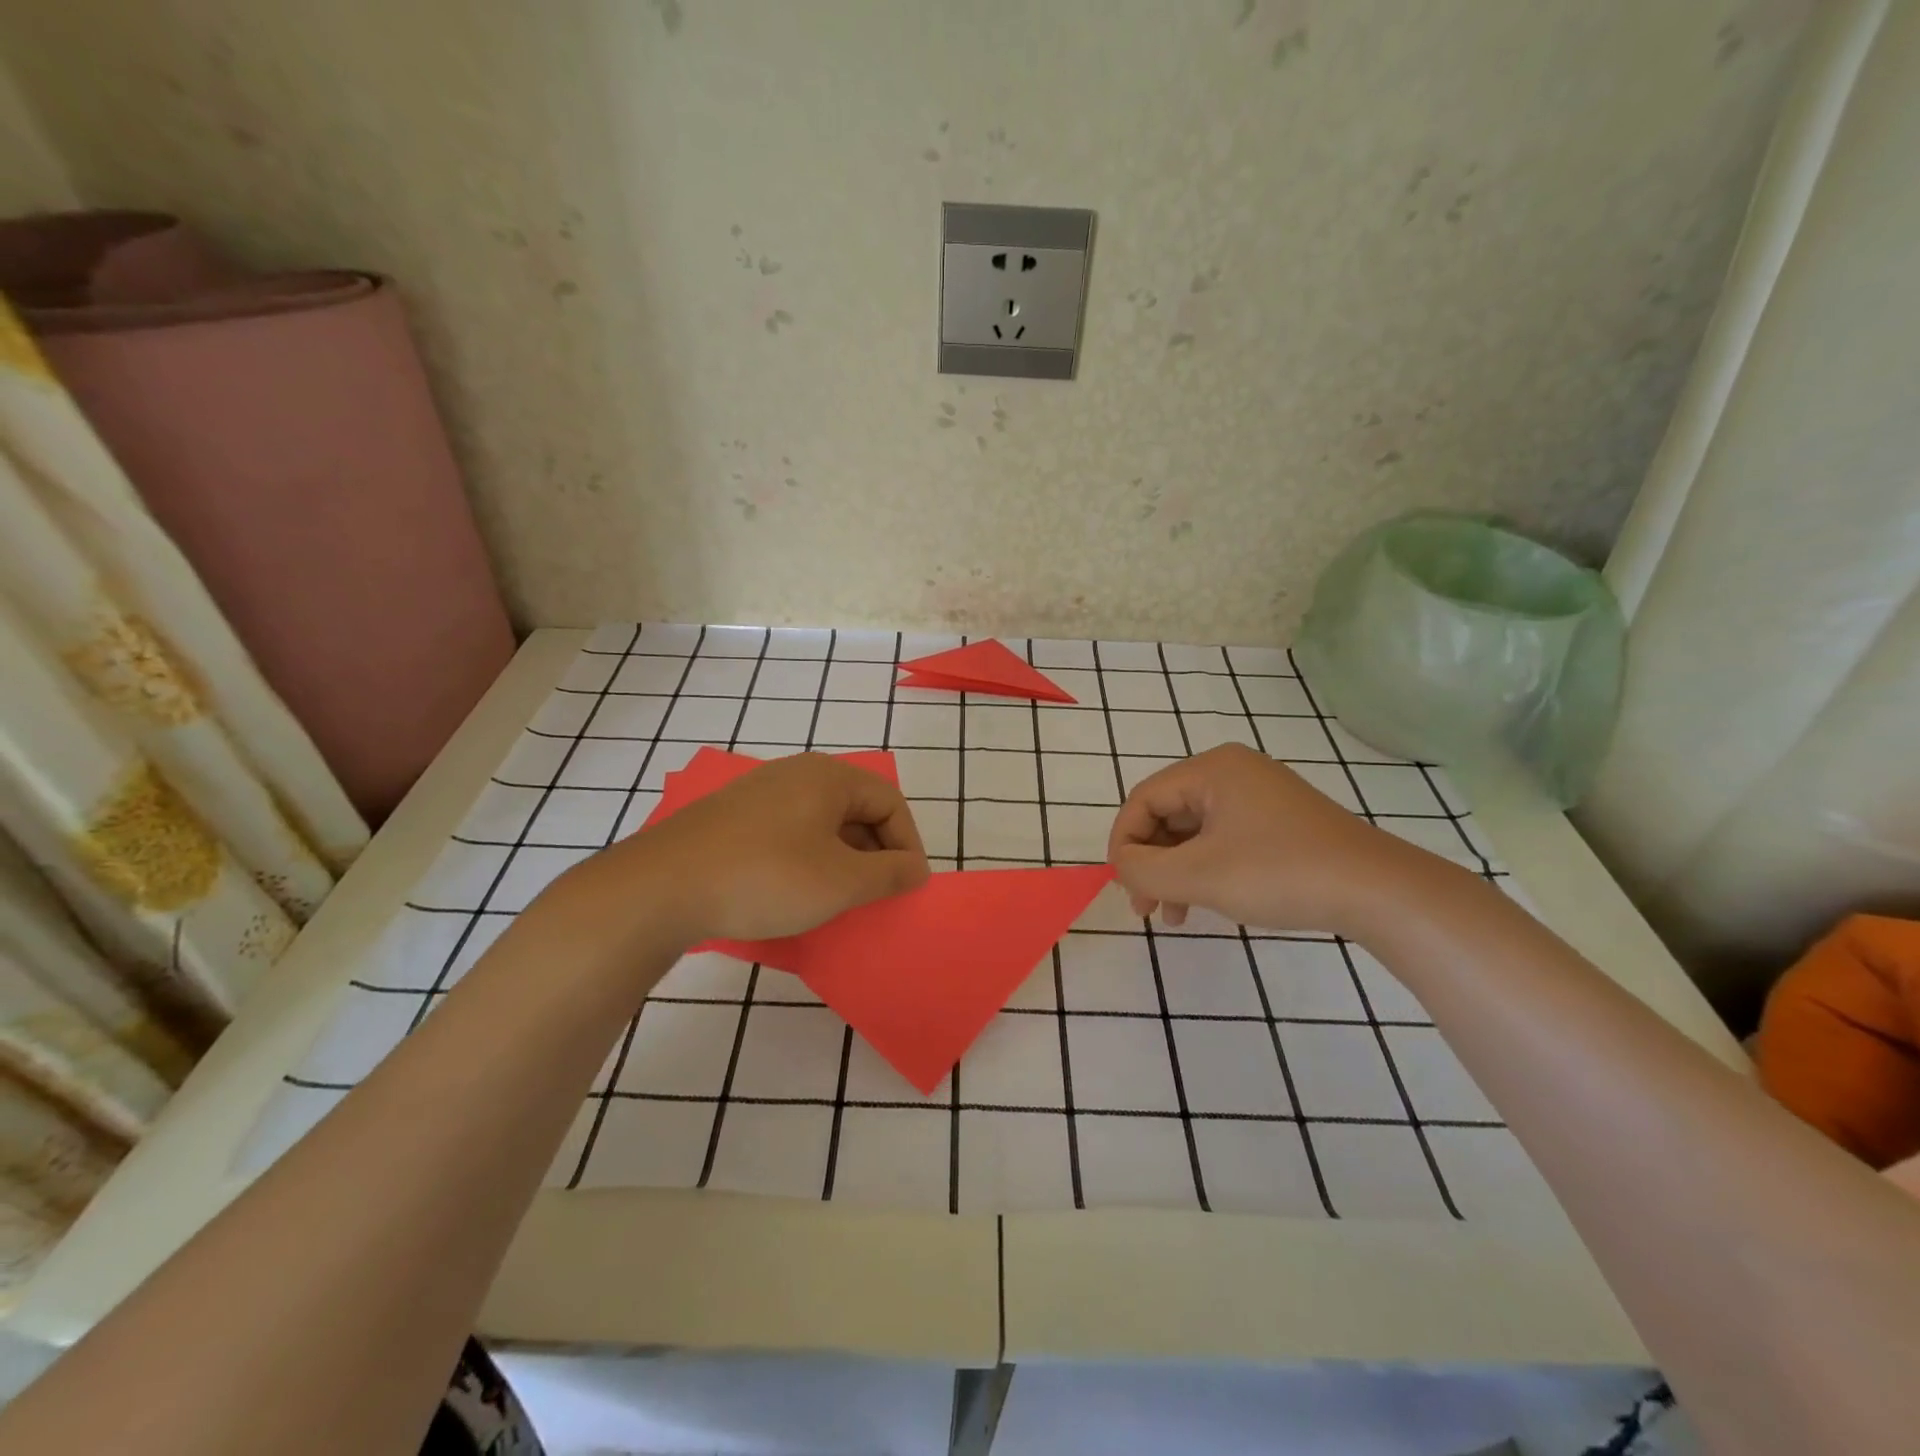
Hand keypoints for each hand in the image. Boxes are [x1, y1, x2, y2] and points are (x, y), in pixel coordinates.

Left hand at [600, 752, 929, 944]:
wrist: (662, 887)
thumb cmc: (766, 877)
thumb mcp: (841, 882)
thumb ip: (889, 873)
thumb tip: (916, 868)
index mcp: (828, 777)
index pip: (890, 801)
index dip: (907, 844)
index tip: (907, 887)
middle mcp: (796, 774)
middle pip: (856, 808)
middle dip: (875, 852)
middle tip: (875, 894)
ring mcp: (759, 793)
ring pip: (821, 822)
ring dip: (841, 859)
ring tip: (838, 898)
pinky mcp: (732, 817)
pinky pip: (789, 832)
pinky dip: (806, 859)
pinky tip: (794, 891)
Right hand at [1106, 744, 1413, 934]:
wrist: (1379, 891)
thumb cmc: (1280, 873)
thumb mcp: (1199, 875)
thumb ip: (1143, 869)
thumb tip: (1121, 865)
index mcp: (1212, 769)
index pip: (1144, 799)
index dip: (1123, 842)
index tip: (1122, 885)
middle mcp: (1233, 772)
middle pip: (1167, 814)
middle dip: (1150, 862)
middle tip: (1144, 906)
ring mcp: (1259, 797)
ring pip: (1194, 832)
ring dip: (1175, 872)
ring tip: (1172, 915)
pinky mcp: (1279, 823)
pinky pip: (1223, 840)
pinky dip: (1205, 870)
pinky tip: (1204, 903)